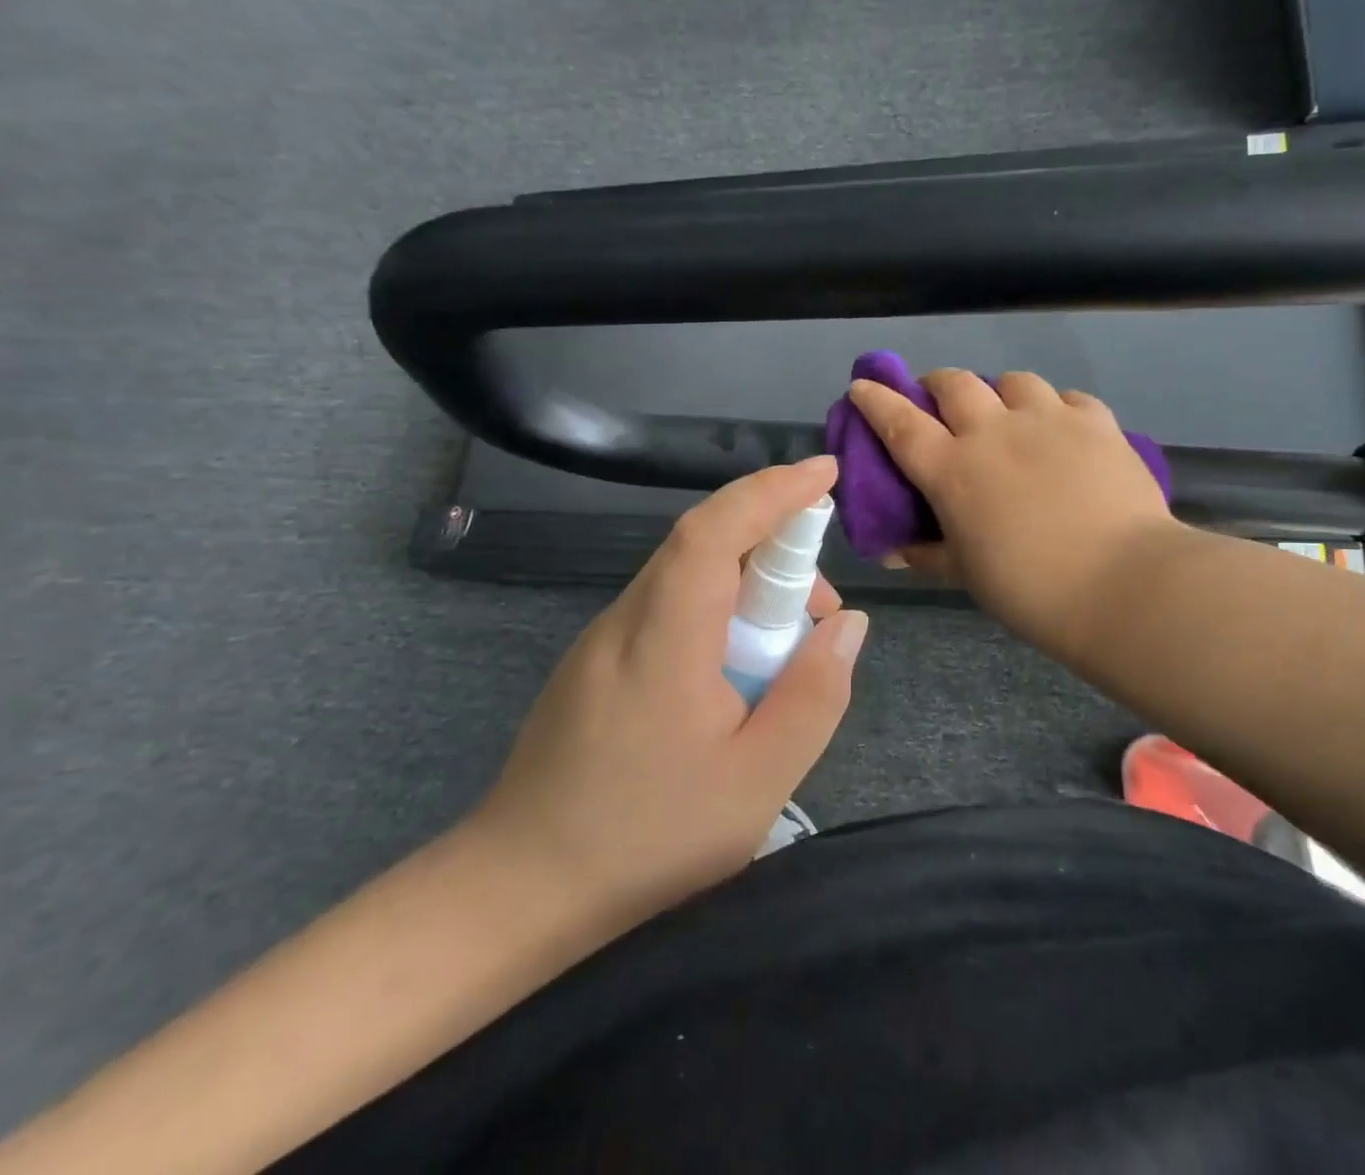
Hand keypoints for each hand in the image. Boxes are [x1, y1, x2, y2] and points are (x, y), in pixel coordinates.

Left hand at [466, 456, 866, 927]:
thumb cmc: (645, 839)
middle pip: (705, 545)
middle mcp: (628, 617)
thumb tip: (847, 624)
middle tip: (821, 614)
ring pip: (688, 575)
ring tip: (786, 654)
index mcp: (665, 635)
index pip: (716, 529)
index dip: (773, 490)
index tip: (826, 473)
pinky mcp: (596, 661)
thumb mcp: (758, 779)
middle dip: (776, 550)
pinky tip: (735, 674)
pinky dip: (718, 610)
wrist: (518, 890)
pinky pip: (669, 607)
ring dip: (749, 586)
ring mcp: (604, 637)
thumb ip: (814, 695)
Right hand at [848, 369, 1175, 662]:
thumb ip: (928, 555)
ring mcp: (1047, 419)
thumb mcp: (967, 575)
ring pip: (1012, 380)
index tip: (863, 385)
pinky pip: (1067, 397)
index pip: (899, 422)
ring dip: (999, 392)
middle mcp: (993, 430)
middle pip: (954, 383)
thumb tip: (895, 552)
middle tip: (938, 399)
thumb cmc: (1029, 588)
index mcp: (952, 469)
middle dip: (937, 384)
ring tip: (1007, 412)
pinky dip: (1056, 407)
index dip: (876, 400)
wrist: (1120, 584)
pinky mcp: (1095, 421)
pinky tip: (1062, 427)